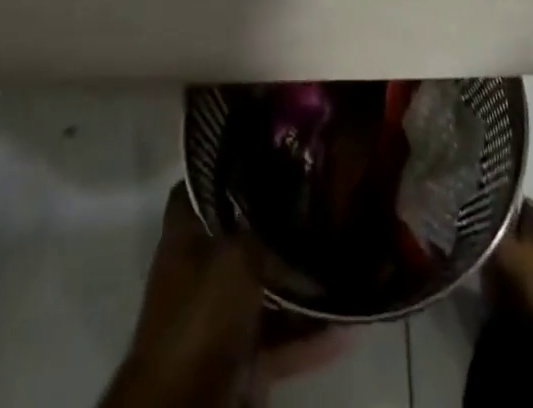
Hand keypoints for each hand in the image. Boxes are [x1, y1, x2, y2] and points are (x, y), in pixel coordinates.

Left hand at [104, 186, 345, 407]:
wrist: (185, 406)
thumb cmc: (201, 313)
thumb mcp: (237, 254)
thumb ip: (268, 226)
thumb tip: (300, 198)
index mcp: (188, 229)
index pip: (212, 178)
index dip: (241, 163)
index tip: (281, 150)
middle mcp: (201, 263)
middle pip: (248, 231)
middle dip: (284, 223)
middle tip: (327, 202)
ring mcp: (221, 310)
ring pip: (269, 285)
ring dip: (303, 282)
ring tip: (346, 260)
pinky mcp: (241, 354)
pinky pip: (282, 336)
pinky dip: (311, 334)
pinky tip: (347, 324)